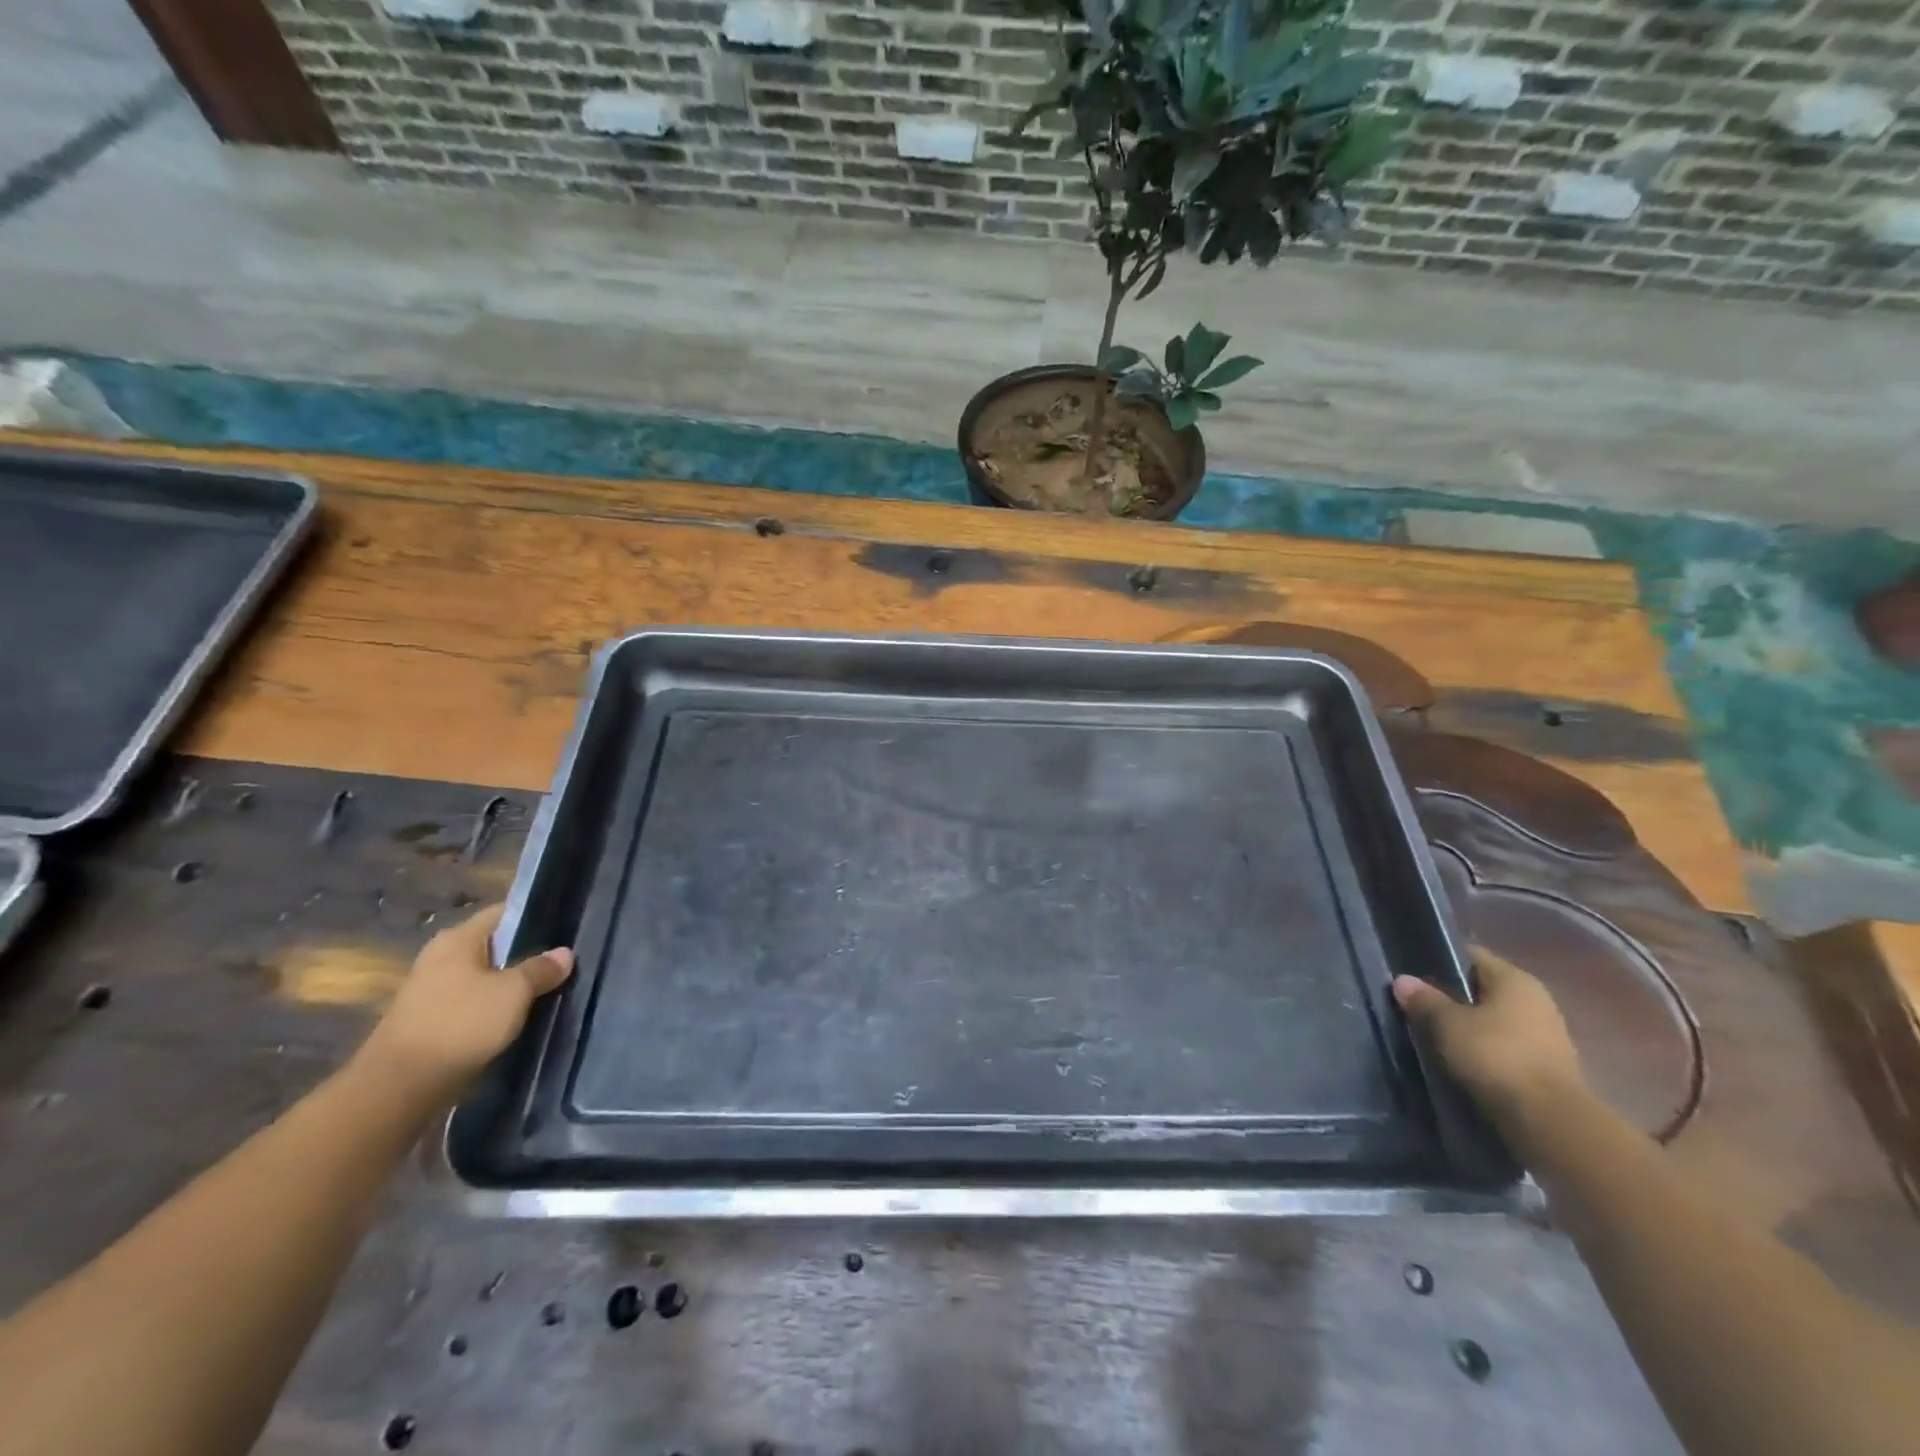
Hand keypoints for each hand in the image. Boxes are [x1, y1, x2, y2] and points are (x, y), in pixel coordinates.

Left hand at [355, 904, 572, 1104]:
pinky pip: (473, 1002)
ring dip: (511, 983)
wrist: (399, 1087)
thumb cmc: (460, 1024)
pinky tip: (519, 1016)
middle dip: (527, 953)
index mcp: (458, 939)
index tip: (566, 925)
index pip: (504, 913)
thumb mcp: (513, 992)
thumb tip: (565, 953)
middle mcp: (441, 957)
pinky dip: (495, 1006)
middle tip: (564, 960)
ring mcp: (432, 990)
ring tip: (549, 988)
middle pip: (495, 945)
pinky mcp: (431, 1020)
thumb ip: (541, 969)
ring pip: (485, 976)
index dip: (536, 915)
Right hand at [1393, 947, 1584, 1124]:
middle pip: (1483, 988)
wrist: (1550, 1122)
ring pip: (1494, 1020)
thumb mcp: (1447, 1024)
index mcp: (1515, 979)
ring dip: (1468, 1026)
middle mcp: (1535, 1000)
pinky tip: (1460, 1060)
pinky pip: (1505, 1047)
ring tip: (1433, 1035)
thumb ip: (1424, 999)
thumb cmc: (1497, 1056)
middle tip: (1417, 1006)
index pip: (1470, 955)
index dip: (1439, 959)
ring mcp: (1546, 1035)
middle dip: (1451, 996)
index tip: (1412, 972)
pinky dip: (1484, 1050)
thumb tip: (1403, 980)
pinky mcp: (1547, 1067)